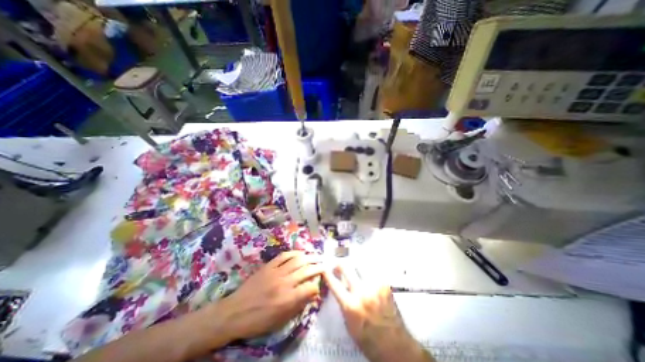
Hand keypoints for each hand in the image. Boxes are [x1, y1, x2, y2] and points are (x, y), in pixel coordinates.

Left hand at [212, 251, 325, 341]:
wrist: (234, 312)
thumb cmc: (258, 321)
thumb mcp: (280, 320)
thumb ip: (298, 306)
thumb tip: (313, 295)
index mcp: (287, 299)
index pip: (310, 287)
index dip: (318, 284)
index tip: (320, 284)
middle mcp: (284, 283)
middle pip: (306, 270)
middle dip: (318, 267)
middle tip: (325, 264)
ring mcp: (276, 272)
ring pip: (297, 260)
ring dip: (309, 257)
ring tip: (317, 256)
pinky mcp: (269, 266)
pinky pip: (284, 256)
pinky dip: (294, 253)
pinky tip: (300, 253)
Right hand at [326, 263, 434, 361]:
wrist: (395, 345)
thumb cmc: (369, 339)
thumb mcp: (349, 325)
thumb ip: (344, 304)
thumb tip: (340, 287)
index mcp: (350, 306)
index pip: (334, 284)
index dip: (327, 274)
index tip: (324, 268)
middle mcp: (361, 292)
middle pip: (346, 267)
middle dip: (339, 264)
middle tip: (339, 266)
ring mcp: (374, 286)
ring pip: (360, 264)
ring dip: (354, 265)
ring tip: (354, 268)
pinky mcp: (385, 284)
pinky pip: (372, 270)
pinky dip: (367, 270)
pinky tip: (366, 272)